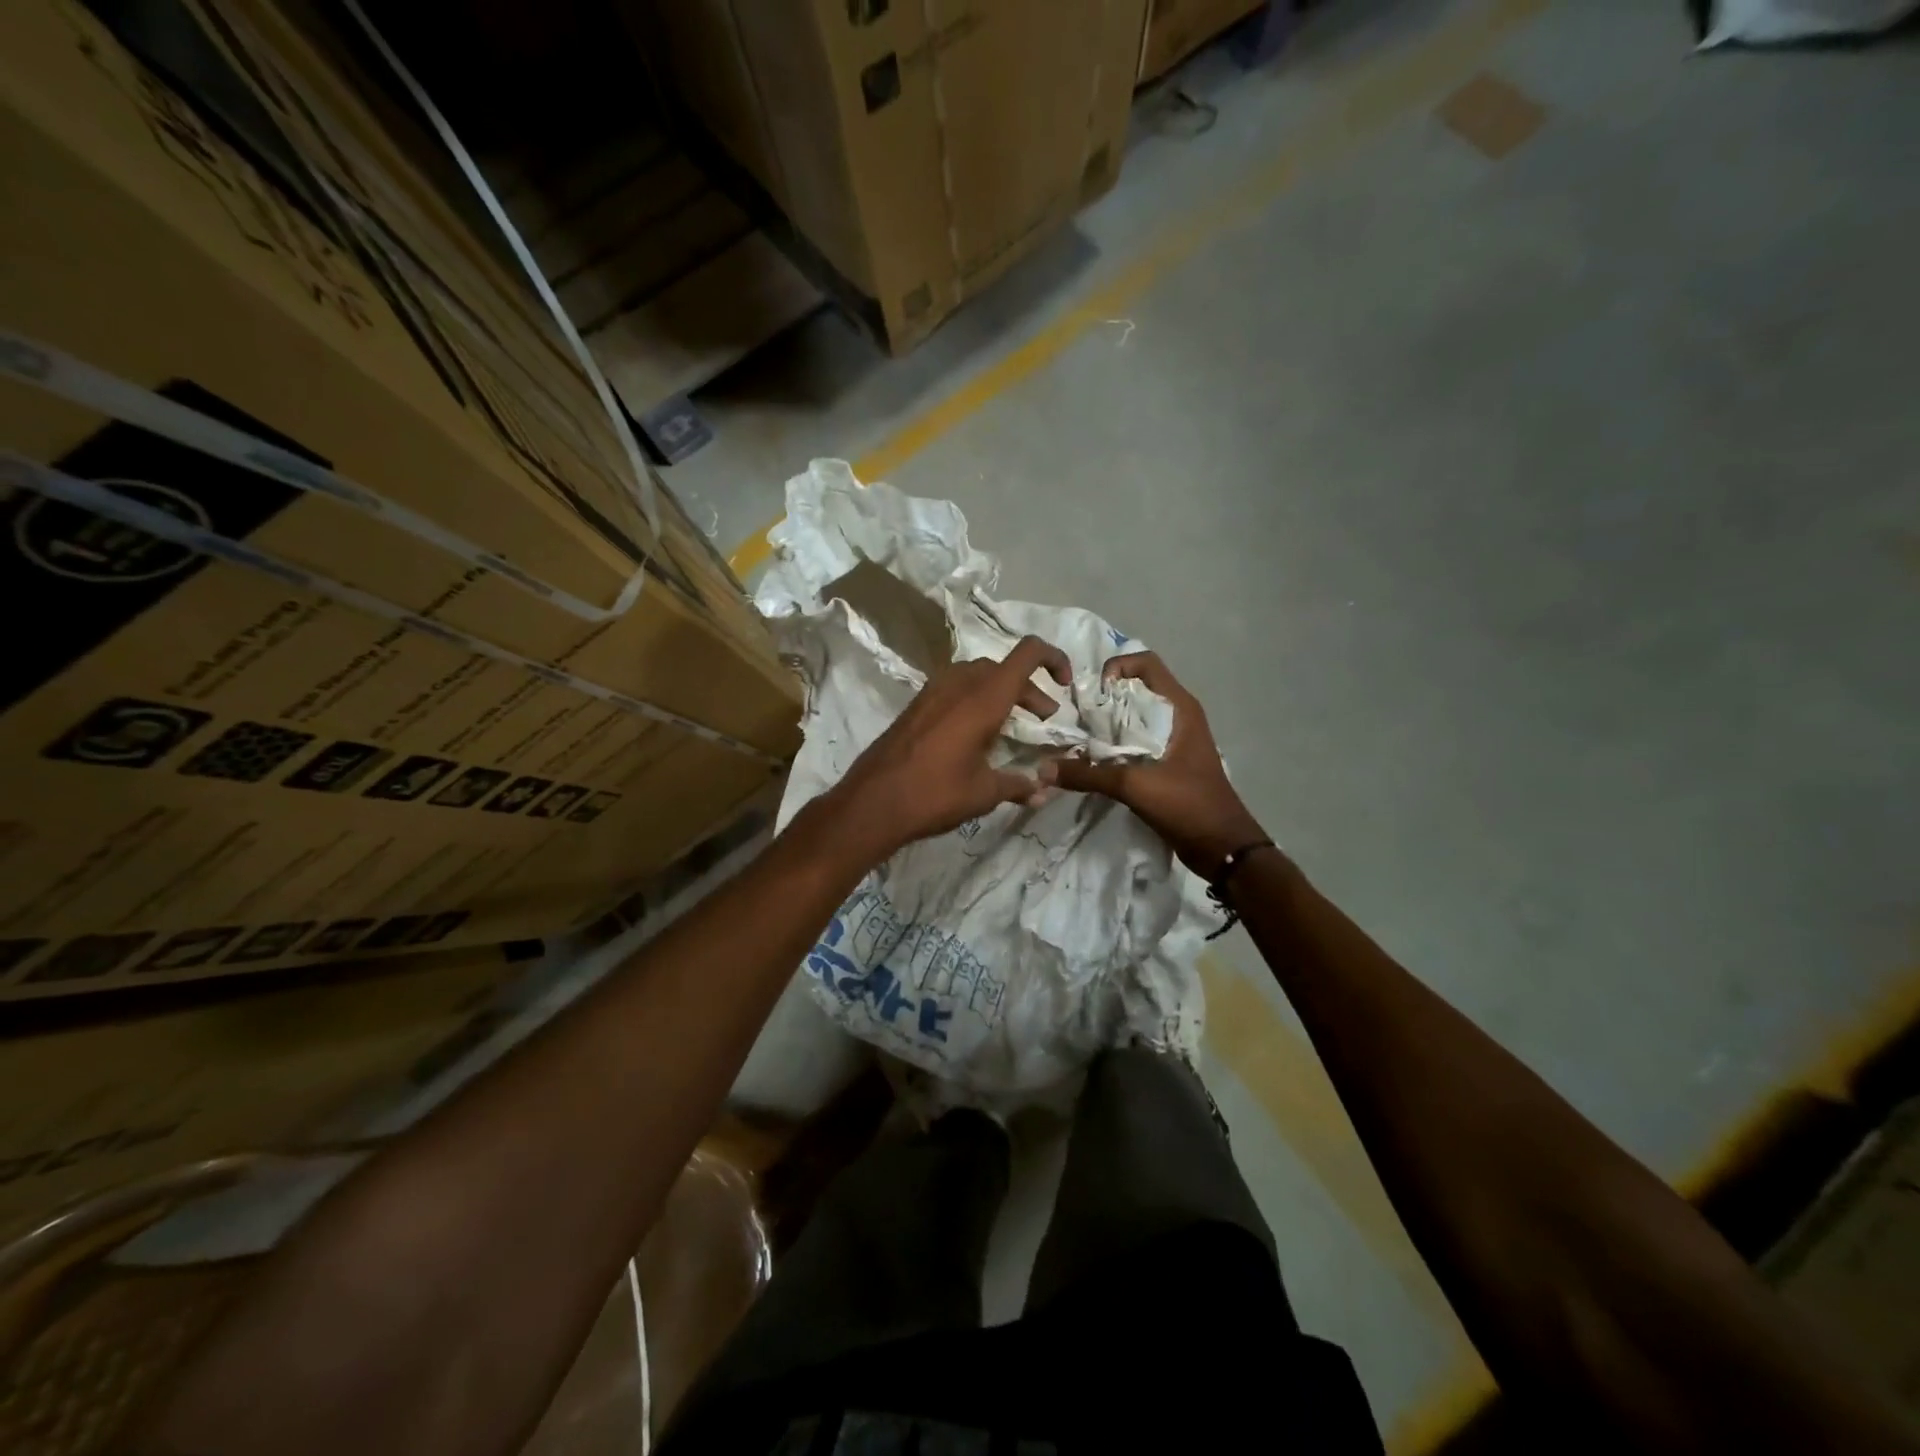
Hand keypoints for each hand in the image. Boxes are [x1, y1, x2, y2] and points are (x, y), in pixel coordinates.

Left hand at [824, 635, 1071, 860]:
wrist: (872, 802)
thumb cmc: (935, 794)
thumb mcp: (985, 793)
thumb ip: (1019, 785)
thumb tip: (1043, 790)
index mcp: (984, 697)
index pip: (1028, 653)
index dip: (1054, 658)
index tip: (1065, 685)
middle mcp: (960, 683)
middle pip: (1004, 667)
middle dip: (1030, 688)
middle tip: (1043, 718)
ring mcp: (933, 691)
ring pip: (978, 675)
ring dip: (1002, 692)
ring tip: (1011, 725)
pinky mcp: (917, 705)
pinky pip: (956, 688)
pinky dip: (976, 699)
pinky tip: (976, 733)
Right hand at [1053, 651, 1266, 878]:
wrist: (1223, 847)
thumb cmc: (1188, 804)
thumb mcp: (1135, 786)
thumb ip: (1088, 775)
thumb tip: (1043, 769)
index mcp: (1180, 708)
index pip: (1145, 663)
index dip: (1116, 668)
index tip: (1093, 695)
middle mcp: (1177, 716)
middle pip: (1134, 690)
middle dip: (1103, 699)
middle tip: (1076, 718)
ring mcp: (1173, 740)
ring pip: (1133, 718)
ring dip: (1106, 725)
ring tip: (1078, 740)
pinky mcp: (1166, 762)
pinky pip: (1134, 742)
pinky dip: (1113, 746)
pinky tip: (1092, 762)